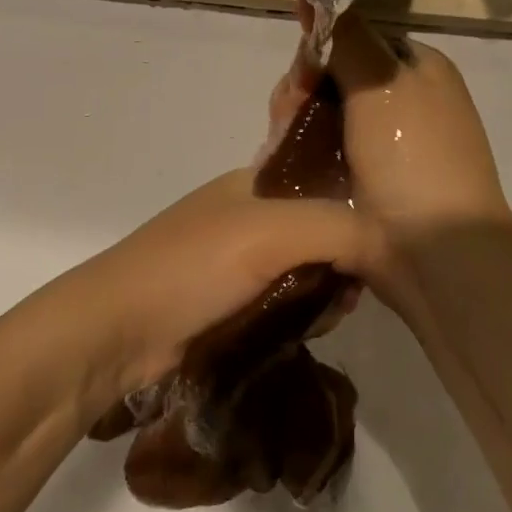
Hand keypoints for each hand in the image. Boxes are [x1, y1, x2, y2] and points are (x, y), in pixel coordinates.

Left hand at [61, 169, 379, 414]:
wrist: (116, 331)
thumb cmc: (190, 268)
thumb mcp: (269, 232)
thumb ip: (338, 228)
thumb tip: (396, 247)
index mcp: (255, 183)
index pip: (327, 181)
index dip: (361, 206)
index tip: (388, 242)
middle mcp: (250, 216)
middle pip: (323, 230)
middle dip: (346, 259)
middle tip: (354, 290)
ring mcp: (238, 263)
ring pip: (308, 270)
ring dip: (326, 292)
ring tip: (329, 314)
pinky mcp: (232, 304)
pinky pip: (287, 303)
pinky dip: (305, 314)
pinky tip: (311, 329)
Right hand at [267, 1, 511, 303]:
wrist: (430, 249)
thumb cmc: (412, 155)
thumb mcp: (382, 80)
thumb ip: (347, 34)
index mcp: (419, 68)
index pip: (357, 38)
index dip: (321, 47)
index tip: (299, 70)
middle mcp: (405, 101)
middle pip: (334, 77)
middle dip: (303, 89)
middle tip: (286, 112)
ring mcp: (386, 145)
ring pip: (323, 116)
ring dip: (296, 122)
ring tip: (281, 141)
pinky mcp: (365, 182)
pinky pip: (322, 152)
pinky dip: (301, 152)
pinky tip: (284, 161)